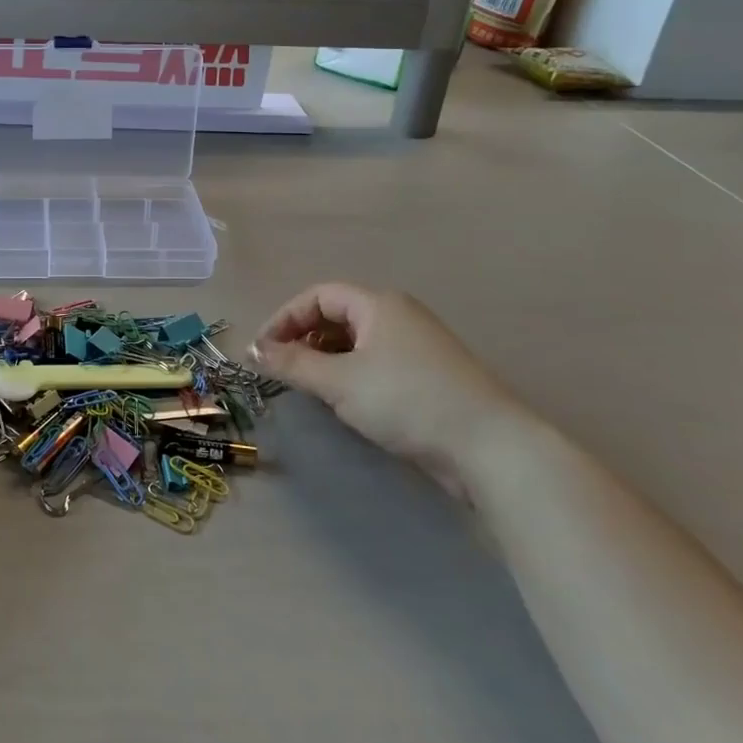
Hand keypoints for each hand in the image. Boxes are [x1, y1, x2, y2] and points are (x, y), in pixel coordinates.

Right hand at [250, 283, 535, 501]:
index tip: (262, 350)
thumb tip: (253, 351)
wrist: (489, 447)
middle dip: (303, 338)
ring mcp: (416, 345)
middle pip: (336, 315)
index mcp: (378, 304)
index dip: (285, 318)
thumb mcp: (339, 382)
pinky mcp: (427, 375)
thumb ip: (292, 364)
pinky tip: (343, 399)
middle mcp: (398, 315)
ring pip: (356, 341)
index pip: (318, 295)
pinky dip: (350, 373)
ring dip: (324, 357)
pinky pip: (375, 361)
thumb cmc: (406, 400)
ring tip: (308, 386)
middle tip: (281, 369)